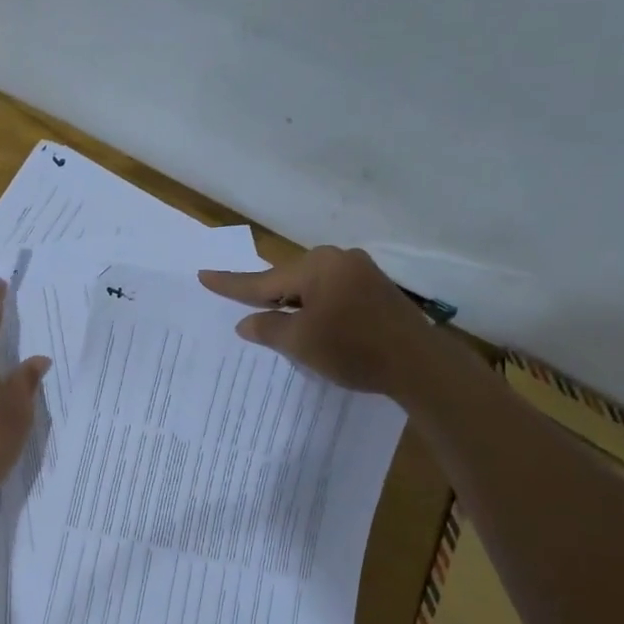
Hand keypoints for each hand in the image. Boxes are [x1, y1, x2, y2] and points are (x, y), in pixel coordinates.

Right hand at [200, 246, 435, 394]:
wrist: (419, 363)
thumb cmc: (353, 349)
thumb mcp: (301, 342)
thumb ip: (268, 329)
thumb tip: (246, 322)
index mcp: (316, 266)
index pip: (263, 280)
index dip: (231, 285)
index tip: (204, 275)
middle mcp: (338, 259)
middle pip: (289, 280)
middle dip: (267, 297)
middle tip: (243, 307)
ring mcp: (361, 272)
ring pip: (312, 287)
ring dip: (294, 305)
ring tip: (277, 323)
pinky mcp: (376, 290)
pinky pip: (332, 294)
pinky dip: (316, 308)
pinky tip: (314, 325)